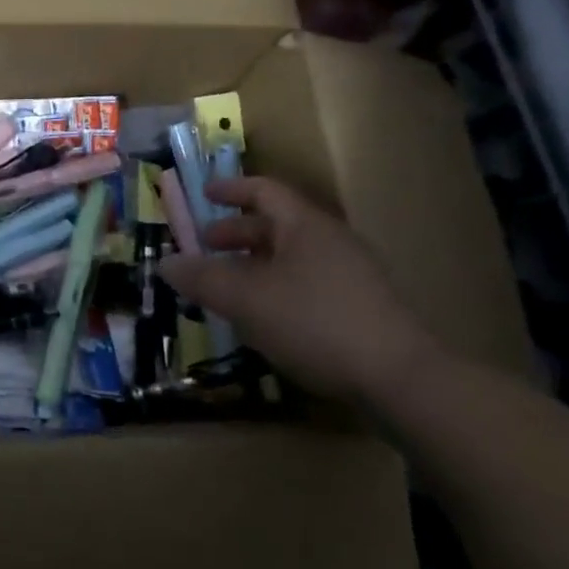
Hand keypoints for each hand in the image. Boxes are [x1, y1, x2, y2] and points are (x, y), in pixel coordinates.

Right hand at [160, 176, 438, 406]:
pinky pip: (309, 283)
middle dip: (237, 233)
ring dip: (256, 265)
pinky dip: (279, 288)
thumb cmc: (316, 322)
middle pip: (277, 224)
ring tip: (230, 288)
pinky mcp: (364, 308)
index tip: (204, 194)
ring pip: (292, 256)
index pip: (263, 190)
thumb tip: (165, 263)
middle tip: (207, 247)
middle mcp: (330, 240)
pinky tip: (267, 319)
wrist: (403, 379)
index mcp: (304, 224)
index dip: (230, 189)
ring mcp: (353, 274)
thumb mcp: (247, 299)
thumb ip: (203, 279)